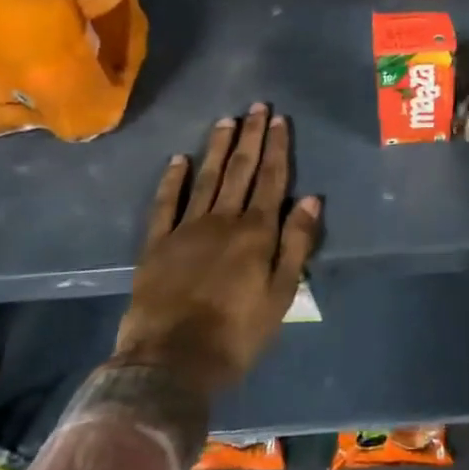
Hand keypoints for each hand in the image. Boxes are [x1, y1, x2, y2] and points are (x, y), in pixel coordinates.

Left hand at [116, 104, 321, 393]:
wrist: (171, 362)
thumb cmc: (237, 333)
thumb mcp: (281, 294)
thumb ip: (296, 244)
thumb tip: (312, 199)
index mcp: (256, 232)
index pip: (272, 180)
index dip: (277, 148)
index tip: (280, 120)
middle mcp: (223, 220)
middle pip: (241, 170)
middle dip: (251, 137)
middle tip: (257, 106)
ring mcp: (187, 229)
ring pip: (207, 178)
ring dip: (218, 148)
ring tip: (227, 121)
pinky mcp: (157, 244)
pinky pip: (166, 204)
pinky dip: (173, 180)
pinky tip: (179, 159)